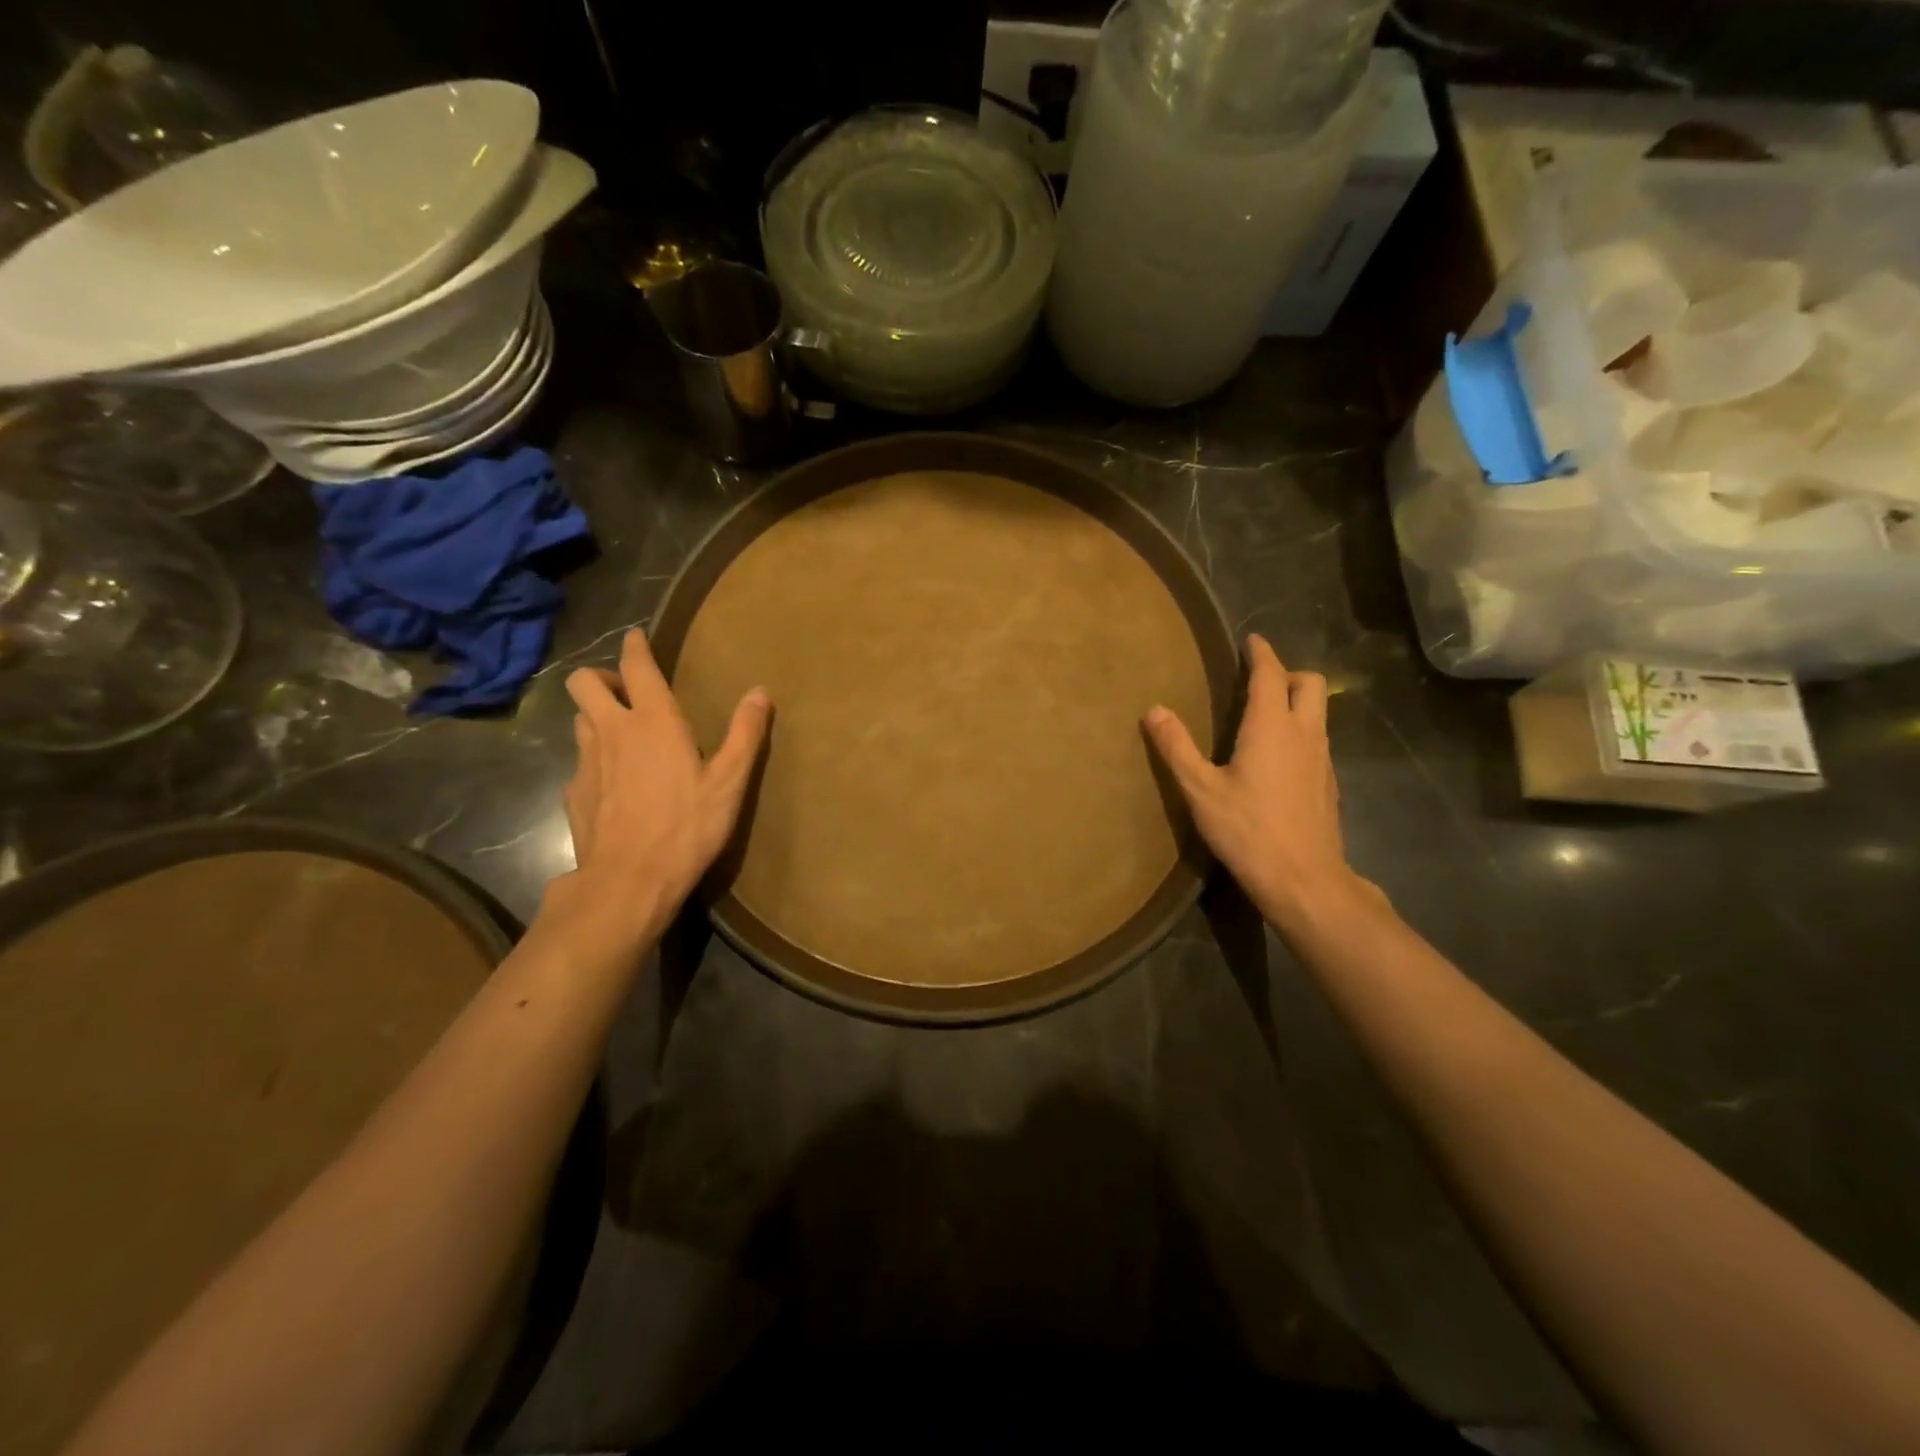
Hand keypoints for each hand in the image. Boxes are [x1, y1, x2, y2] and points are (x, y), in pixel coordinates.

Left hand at [559, 629, 769, 936]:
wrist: (629, 881)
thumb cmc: (687, 827)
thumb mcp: (729, 782)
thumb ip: (745, 733)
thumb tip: (760, 691)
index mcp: (654, 722)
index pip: (637, 667)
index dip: (636, 647)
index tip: (636, 636)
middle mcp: (613, 731)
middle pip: (584, 682)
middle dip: (602, 678)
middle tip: (626, 694)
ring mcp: (586, 763)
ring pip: (579, 720)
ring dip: (597, 717)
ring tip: (622, 737)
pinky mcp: (573, 794)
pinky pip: (580, 763)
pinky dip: (595, 762)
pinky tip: (614, 786)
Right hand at [1144, 634, 1374, 926]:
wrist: (1303, 879)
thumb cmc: (1248, 829)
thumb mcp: (1200, 789)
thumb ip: (1176, 747)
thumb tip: (1154, 709)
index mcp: (1272, 726)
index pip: (1270, 674)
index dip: (1260, 653)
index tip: (1251, 640)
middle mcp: (1305, 733)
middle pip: (1310, 683)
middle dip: (1287, 673)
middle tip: (1258, 682)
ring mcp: (1322, 759)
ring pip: (1319, 712)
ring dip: (1297, 702)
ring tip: (1265, 716)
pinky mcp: (1328, 783)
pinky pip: (1318, 740)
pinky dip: (1301, 732)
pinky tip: (1278, 758)